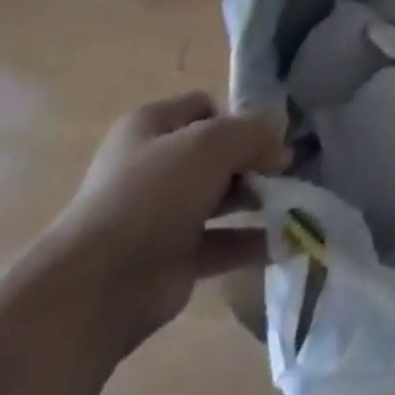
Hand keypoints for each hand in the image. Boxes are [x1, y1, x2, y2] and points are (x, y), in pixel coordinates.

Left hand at [28, 92, 286, 358]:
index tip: (270, 132)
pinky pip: (222, 242)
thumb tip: (281, 136)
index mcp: (150, 126)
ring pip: (222, 197)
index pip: (205, 107)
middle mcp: (154, 167)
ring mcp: (162, 216)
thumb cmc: (152, 193)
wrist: (97, 288)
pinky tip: (285, 237)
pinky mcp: (173, 260)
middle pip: (217, 153)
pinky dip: (252, 241)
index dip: (239, 115)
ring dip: (258, 198)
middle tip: (289, 167)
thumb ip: (254, 130)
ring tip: (296, 199)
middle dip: (255, 159)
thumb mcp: (212, 142)